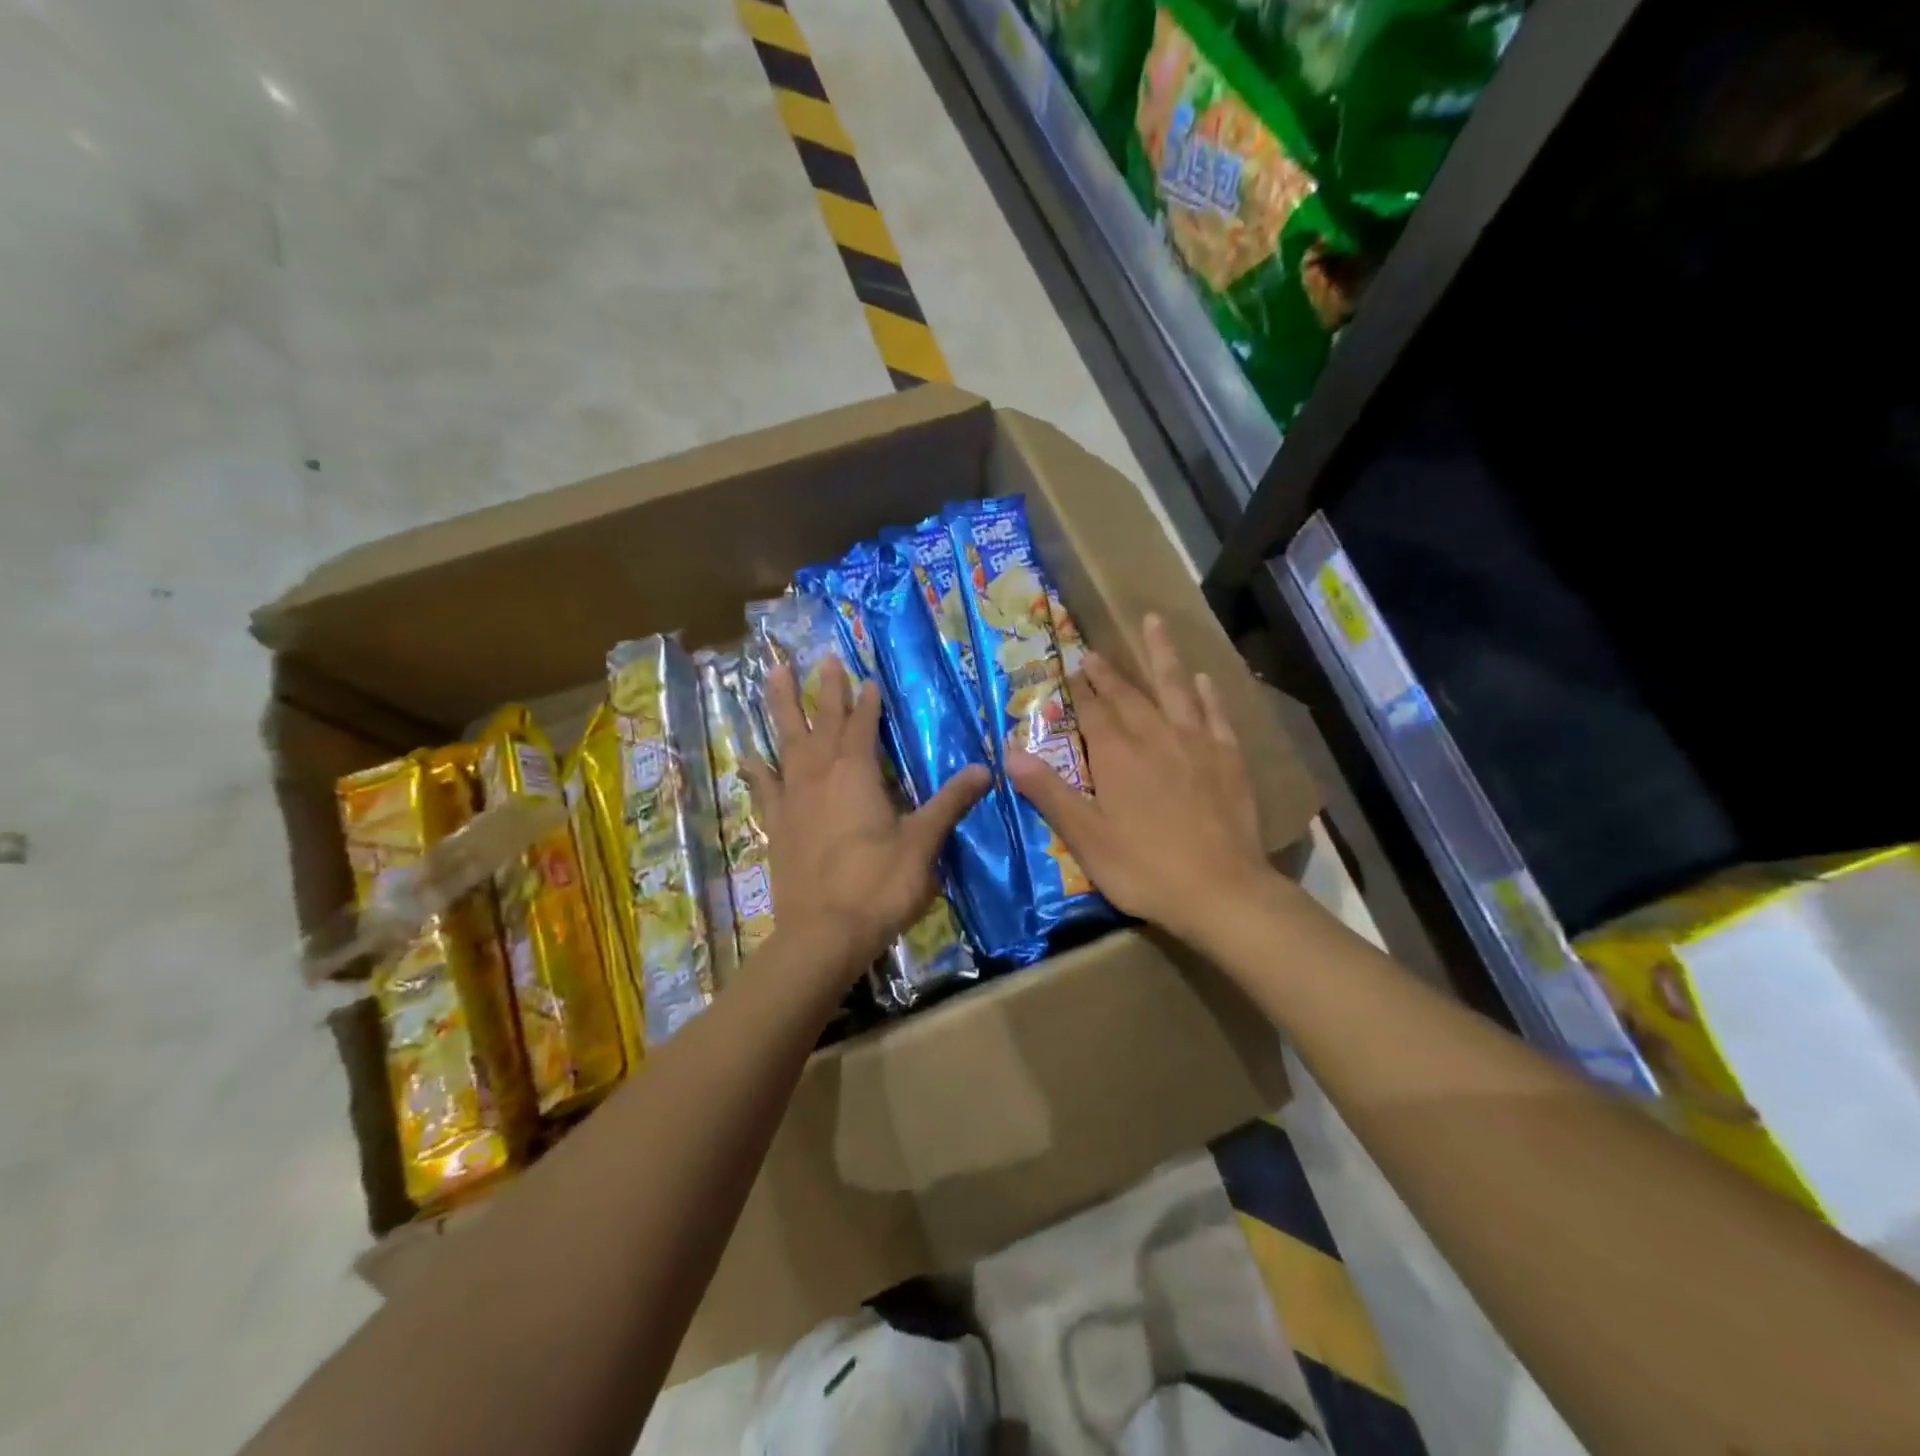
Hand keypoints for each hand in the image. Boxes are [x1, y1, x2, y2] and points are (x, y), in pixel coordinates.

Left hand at [746, 655, 989, 980]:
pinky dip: (756, 770)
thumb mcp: (922, 844)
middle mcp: (820, 777)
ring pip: (786, 743)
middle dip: (825, 690)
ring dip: (780, 708)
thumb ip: (948, 803)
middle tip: (822, 658)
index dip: (866, 703)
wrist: (822, 935)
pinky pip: (764, 788)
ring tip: (770, 675)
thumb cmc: (878, 886)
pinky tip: (747, 756)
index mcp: (856, 776)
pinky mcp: (777, 827)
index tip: (867, 679)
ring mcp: (792, 800)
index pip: (862, 727)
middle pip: (821, 723)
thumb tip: (984, 770)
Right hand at [1007, 613, 1269, 945]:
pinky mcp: (1228, 759)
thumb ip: (1049, 792)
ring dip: (1162, 655)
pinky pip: (1216, 715)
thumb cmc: (1144, 867)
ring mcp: (1196, 744)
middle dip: (1107, 673)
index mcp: (1117, 755)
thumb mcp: (1085, 837)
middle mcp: (1155, 737)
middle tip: (1093, 651)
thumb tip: (1010, 753)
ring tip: (1154, 622)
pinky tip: (1203, 679)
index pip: (1091, 712)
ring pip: (1175, 688)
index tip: (1067, 666)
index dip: (1077, 691)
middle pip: (1127, 695)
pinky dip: (1207, 694)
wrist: (1220, 891)